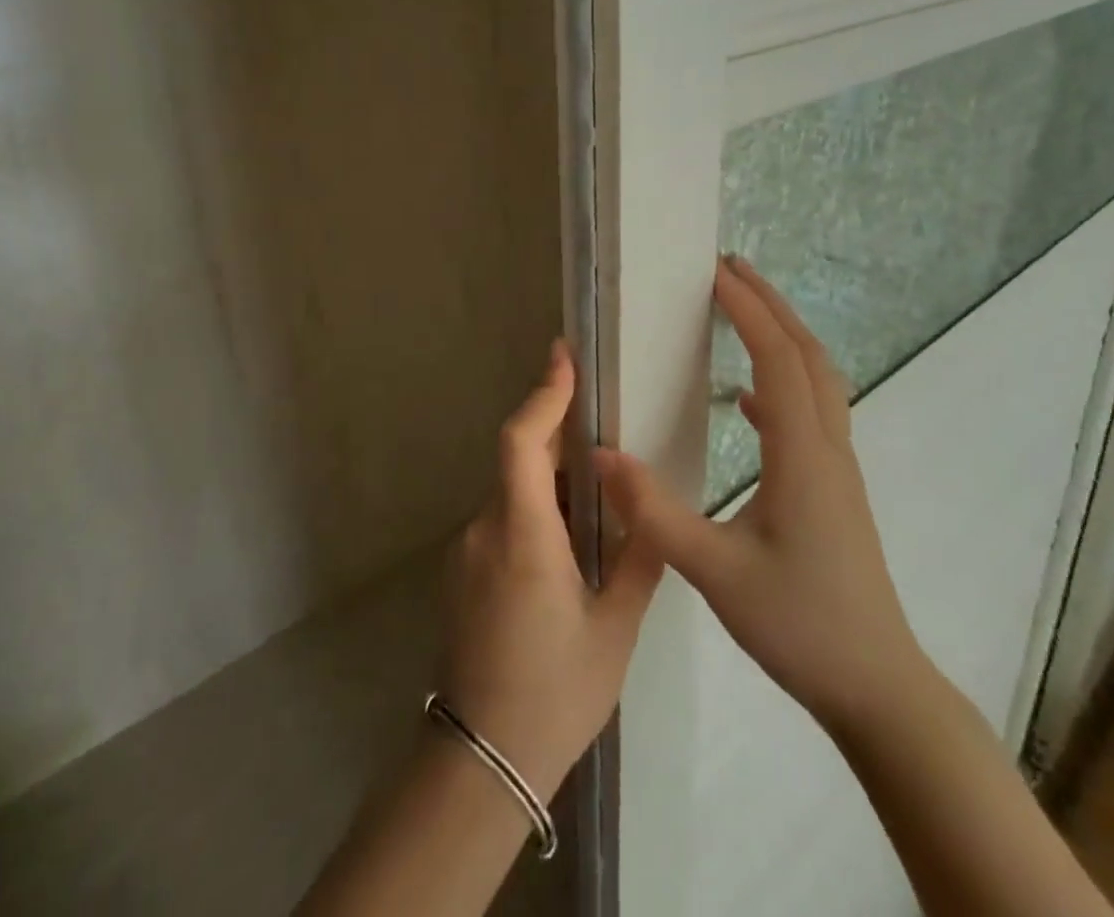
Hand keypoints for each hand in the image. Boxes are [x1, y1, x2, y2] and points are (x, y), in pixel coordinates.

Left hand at [438, 341, 662, 800]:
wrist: (483, 757)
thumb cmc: (555, 693)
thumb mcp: (614, 629)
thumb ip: (637, 559)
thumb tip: (647, 508)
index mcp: (524, 536)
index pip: (522, 443)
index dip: (543, 395)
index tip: (563, 356)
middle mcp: (487, 529)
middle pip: (519, 459)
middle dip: (557, 434)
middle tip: (603, 423)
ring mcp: (469, 547)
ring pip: (513, 490)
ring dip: (551, 479)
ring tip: (601, 494)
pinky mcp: (465, 567)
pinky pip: (504, 517)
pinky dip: (536, 509)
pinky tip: (571, 541)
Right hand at [594, 256, 929, 733]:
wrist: (878, 689)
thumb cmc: (800, 625)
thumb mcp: (715, 571)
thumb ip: (654, 512)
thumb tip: (601, 453)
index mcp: (803, 456)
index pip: (778, 360)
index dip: (748, 311)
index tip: (714, 273)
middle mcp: (827, 449)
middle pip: (808, 356)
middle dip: (771, 305)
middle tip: (730, 269)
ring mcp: (836, 469)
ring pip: (817, 381)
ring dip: (782, 337)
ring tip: (741, 312)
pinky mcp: (833, 490)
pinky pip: (812, 415)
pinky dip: (782, 385)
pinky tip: (748, 401)